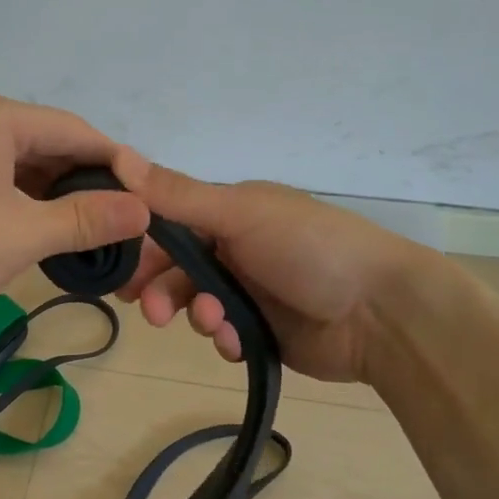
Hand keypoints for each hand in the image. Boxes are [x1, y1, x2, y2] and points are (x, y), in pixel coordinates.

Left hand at [0, 90, 149, 339]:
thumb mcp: (21, 236)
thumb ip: (86, 219)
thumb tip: (144, 210)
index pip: (73, 130)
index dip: (115, 163)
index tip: (147, 197)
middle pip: (43, 143)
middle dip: (82, 181)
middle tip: (120, 220)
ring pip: (15, 162)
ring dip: (50, 193)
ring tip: (86, 229)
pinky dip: (16, 199)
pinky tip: (38, 227)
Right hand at [109, 152, 423, 384]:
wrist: (380, 312)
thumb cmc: (309, 248)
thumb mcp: (241, 213)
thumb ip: (179, 196)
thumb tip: (117, 156)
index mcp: (231, 212)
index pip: (169, 225)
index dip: (142, 247)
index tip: (122, 271)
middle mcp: (236, 248)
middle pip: (177, 269)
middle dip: (162, 290)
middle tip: (154, 313)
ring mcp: (250, 291)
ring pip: (197, 305)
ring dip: (198, 315)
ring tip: (217, 324)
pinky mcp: (263, 331)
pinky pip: (224, 335)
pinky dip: (225, 339)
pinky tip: (238, 342)